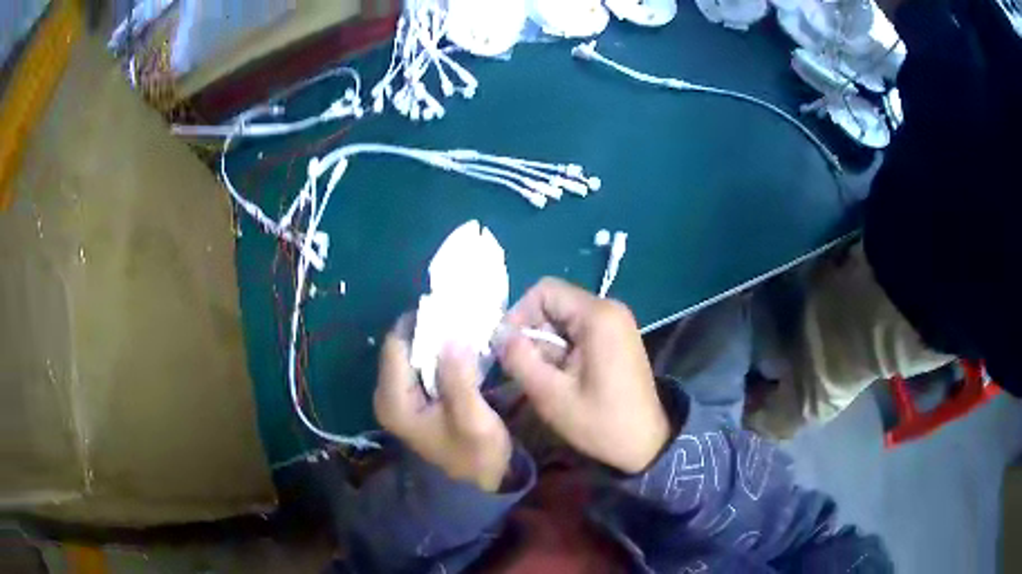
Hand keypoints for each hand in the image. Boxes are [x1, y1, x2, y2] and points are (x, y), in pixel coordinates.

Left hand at [375, 319, 511, 491]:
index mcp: (393, 401)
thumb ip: (459, 376)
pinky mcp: (411, 400)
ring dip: (435, 341)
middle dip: (429, 330)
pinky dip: (438, 354)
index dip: (421, 323)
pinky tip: (460, 350)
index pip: (396, 345)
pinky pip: (419, 366)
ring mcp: (398, 398)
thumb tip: (452, 335)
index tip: (451, 309)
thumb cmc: (476, 454)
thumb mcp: (472, 417)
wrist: (480, 483)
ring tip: (463, 329)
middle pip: (401, 347)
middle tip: (461, 317)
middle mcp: (387, 396)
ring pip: (411, 354)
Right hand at [499, 278, 670, 473]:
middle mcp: (609, 309)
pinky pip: (579, 330)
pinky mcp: (617, 337)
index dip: (518, 314)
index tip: (509, 348)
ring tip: (545, 377)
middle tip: (527, 368)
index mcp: (597, 315)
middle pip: (554, 302)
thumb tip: (500, 336)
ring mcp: (616, 323)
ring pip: (564, 318)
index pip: (544, 290)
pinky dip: (563, 348)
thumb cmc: (600, 422)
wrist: (646, 443)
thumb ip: (520, 359)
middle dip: (533, 332)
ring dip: (547, 344)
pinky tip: (563, 377)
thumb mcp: (551, 395)